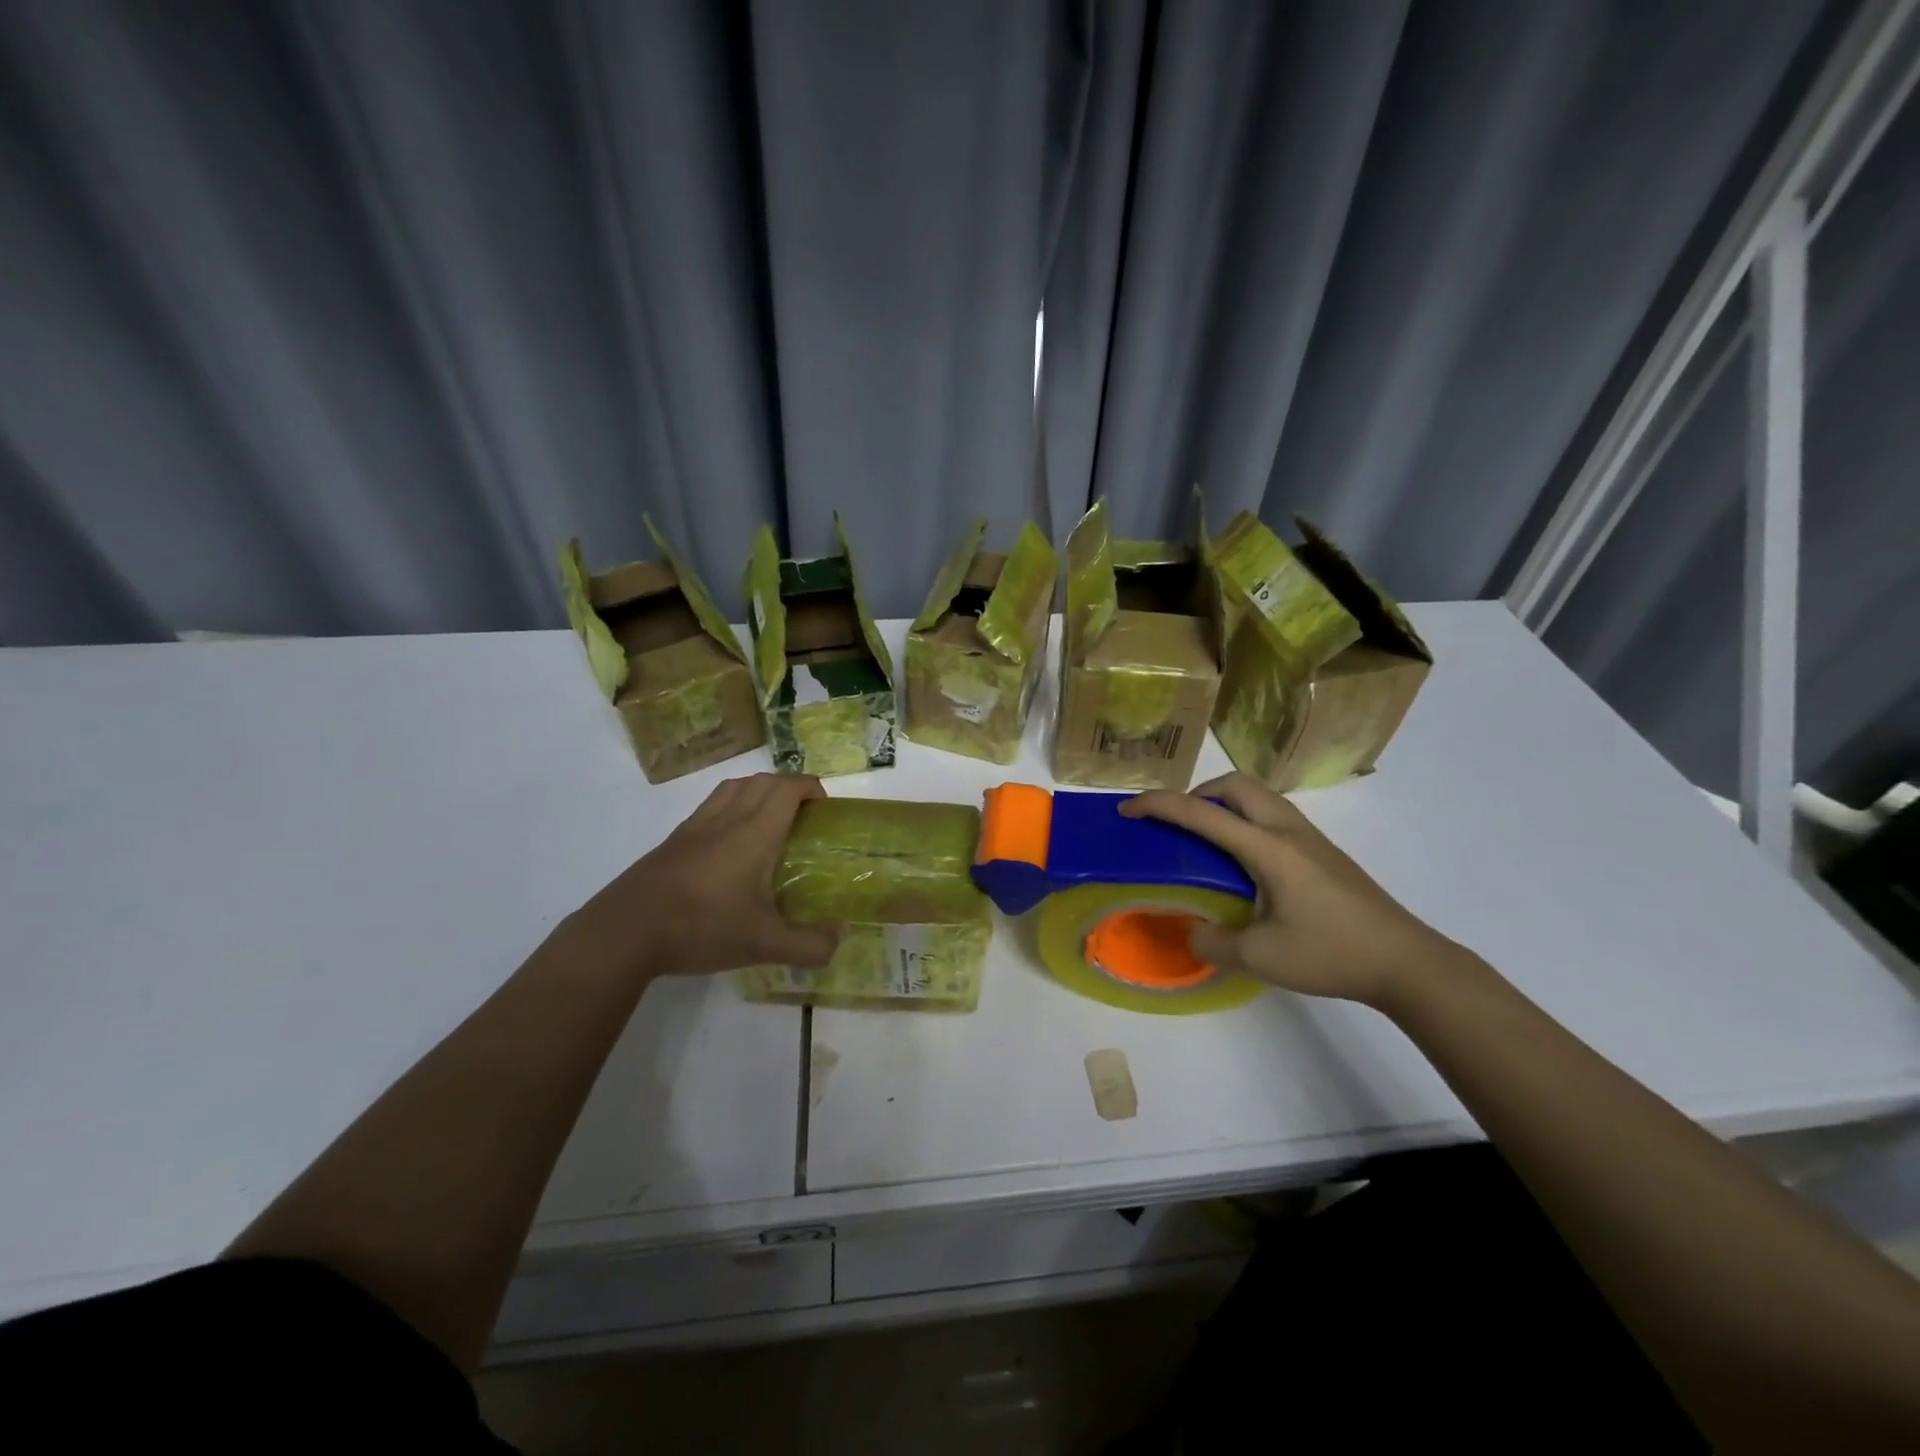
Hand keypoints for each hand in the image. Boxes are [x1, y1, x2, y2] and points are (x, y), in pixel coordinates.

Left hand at [569, 774, 843, 981]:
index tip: (825, 809)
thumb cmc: (701, 928)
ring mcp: (696, 826)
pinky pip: (711, 804)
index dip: (812, 788)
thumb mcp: (763, 945)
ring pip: (734, 787)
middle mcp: (727, 819)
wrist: (625, 931)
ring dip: (759, 791)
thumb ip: (810, 945)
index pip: (788, 788)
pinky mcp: (674, 839)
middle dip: (790, 787)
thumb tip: (843, 935)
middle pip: (763, 780)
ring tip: (771, 820)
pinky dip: (732, 805)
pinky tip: (731, 842)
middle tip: (804, 817)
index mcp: (754, 833)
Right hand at [1120, 773, 1463, 1007]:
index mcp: (1268, 849)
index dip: (1160, 805)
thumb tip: (1191, 932)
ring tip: (1205, 838)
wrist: (1406, 961)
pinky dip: (1244, 817)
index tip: (1128, 809)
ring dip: (1223, 803)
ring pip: (1258, 795)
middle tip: (1175, 823)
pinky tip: (1243, 859)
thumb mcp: (1261, 959)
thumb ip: (1213, 943)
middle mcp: (1288, 831)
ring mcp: (1310, 838)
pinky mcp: (1323, 851)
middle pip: (1236, 785)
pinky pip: (1272, 814)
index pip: (1203, 813)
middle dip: (1196, 793)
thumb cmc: (1332, 954)